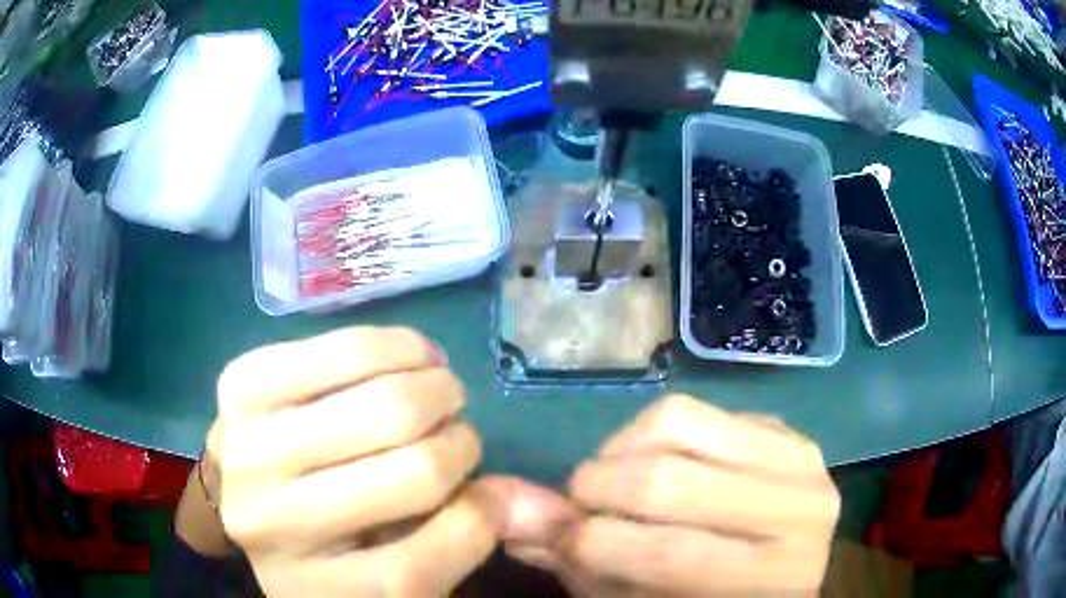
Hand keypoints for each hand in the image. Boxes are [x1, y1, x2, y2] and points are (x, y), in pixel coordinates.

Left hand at [208, 326, 496, 596]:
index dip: (478, 518)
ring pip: (383, 398)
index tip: (479, 490)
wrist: (241, 498)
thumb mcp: (393, 572)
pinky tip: (406, 357)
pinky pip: (343, 347)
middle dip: (461, 440)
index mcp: (320, 590)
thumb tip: (528, 497)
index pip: (433, 561)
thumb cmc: (324, 544)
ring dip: (436, 384)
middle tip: (457, 428)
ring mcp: (247, 448)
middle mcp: (272, 523)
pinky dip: (394, 347)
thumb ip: (463, 539)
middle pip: (417, 472)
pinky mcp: (241, 383)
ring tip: (437, 387)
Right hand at [484, 395, 839, 596]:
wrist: (781, 574)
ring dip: (620, 449)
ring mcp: (804, 462)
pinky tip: (654, 461)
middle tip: (577, 502)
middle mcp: (799, 517)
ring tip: (611, 477)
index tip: (553, 536)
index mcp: (766, 583)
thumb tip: (511, 514)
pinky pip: (705, 408)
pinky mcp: (790, 430)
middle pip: (668, 481)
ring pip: (681, 421)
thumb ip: (581, 561)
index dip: (584, 541)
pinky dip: (656, 432)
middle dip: (594, 487)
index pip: (663, 554)